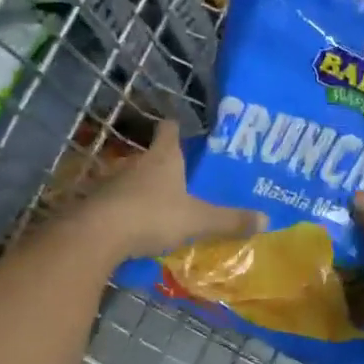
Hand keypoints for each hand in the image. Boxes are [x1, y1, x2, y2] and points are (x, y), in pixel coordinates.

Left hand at [81, 119, 263, 261]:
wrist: (97, 235)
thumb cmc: (153, 215)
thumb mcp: (198, 220)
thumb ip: (229, 220)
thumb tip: (266, 219)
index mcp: (164, 158)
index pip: (169, 130)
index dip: (176, 129)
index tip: (184, 131)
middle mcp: (136, 163)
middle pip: (152, 157)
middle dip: (166, 166)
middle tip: (185, 180)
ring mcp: (112, 182)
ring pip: (133, 180)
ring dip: (145, 191)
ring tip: (163, 206)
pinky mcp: (96, 204)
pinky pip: (118, 203)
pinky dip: (128, 211)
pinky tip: (137, 227)